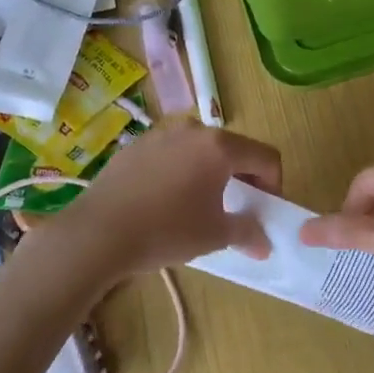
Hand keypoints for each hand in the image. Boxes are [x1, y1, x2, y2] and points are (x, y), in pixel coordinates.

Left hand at [59, 124, 281, 275]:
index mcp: (219, 146)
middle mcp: (192, 130)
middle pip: (232, 148)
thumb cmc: (166, 230)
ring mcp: (160, 134)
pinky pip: (171, 154)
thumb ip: (247, 232)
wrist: (98, 233)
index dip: (274, 184)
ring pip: (199, 149)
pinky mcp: (135, 146)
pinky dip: (180, 171)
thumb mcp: (214, 235)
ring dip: (210, 171)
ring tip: (199, 203)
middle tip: (237, 207)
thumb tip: (264, 242)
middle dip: (242, 176)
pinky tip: (166, 200)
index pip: (265, 157)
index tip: (265, 210)